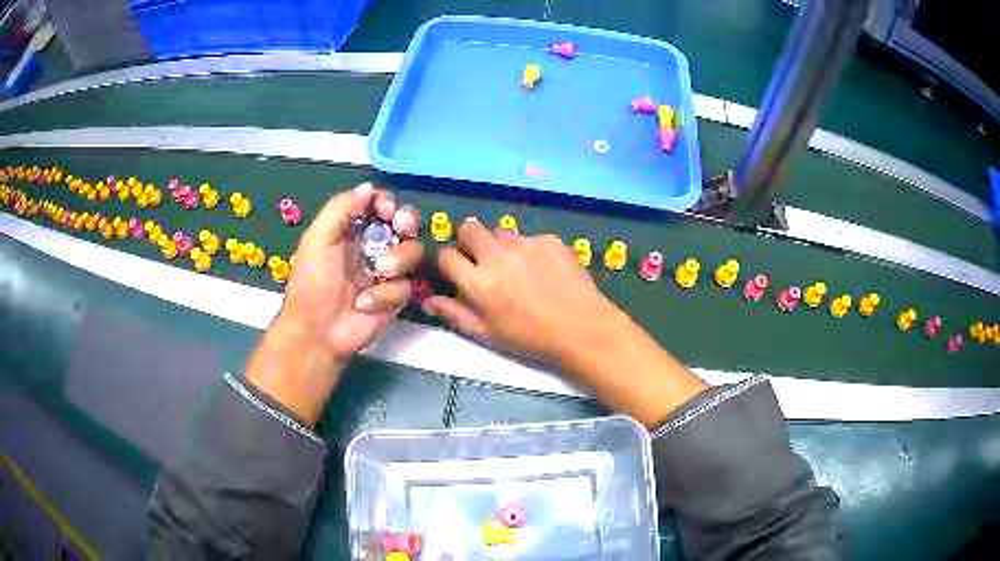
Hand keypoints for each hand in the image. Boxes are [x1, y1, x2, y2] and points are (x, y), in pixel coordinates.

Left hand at [246, 183, 422, 423]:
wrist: (317, 331)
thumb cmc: (313, 283)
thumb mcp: (318, 239)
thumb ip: (341, 208)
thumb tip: (368, 187)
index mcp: (352, 229)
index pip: (379, 205)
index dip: (387, 203)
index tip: (385, 210)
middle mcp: (373, 246)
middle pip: (405, 223)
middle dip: (407, 221)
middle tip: (402, 227)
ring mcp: (386, 272)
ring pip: (413, 251)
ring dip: (400, 258)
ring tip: (382, 272)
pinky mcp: (394, 297)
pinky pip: (405, 286)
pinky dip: (386, 295)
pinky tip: (365, 305)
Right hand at [424, 218, 706, 427]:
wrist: (581, 327)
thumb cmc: (529, 337)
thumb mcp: (487, 333)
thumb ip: (455, 313)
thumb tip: (427, 300)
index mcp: (479, 282)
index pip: (446, 255)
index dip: (448, 262)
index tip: (456, 270)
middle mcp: (498, 256)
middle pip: (469, 228)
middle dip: (468, 240)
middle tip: (480, 258)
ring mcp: (526, 244)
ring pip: (500, 230)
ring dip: (498, 243)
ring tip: (514, 265)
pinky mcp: (549, 239)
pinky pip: (529, 237)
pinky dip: (529, 250)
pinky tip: (543, 270)